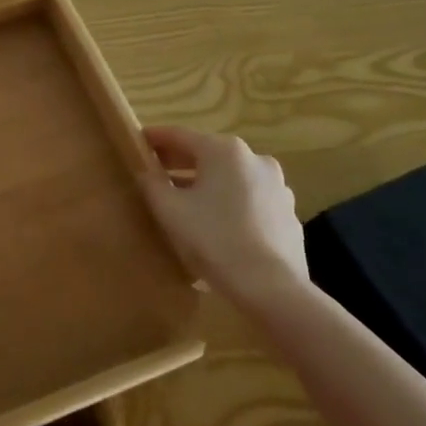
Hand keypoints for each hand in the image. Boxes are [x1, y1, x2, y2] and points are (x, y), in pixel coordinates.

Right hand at [140, 126, 308, 306]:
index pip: (180, 135)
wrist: (273, 290)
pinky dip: (229, 203)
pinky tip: (216, 224)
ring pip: (231, 177)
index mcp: (224, 151)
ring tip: (185, 201)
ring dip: (207, 183)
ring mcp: (277, 187)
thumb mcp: (169, 210)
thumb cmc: (214, 240)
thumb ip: (151, 183)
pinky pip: (250, 199)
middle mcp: (255, 159)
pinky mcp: (288, 214)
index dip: (155, 138)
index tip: (137, 142)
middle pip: (208, 154)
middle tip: (156, 172)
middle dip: (180, 162)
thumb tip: (146, 172)